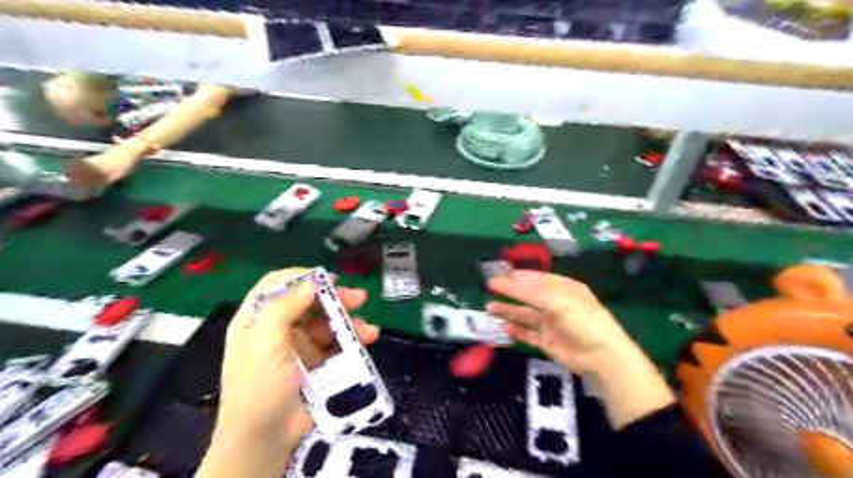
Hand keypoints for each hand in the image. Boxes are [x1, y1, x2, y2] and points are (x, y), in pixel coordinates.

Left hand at [199, 268, 378, 477]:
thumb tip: (310, 283)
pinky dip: (352, 340)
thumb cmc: (259, 389)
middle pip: (307, 303)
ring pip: (326, 323)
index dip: (301, 278)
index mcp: (256, 321)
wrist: (266, 441)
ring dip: (348, 322)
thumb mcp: (265, 345)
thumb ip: (284, 309)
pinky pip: (336, 344)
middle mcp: (277, 329)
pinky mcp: (315, 364)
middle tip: (358, 298)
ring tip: (368, 329)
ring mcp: (298, 347)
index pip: (276, 285)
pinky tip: (368, 340)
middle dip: (334, 299)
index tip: (327, 280)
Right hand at [486, 270, 638, 376]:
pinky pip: (529, 334)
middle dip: (509, 292)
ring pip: (525, 315)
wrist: (601, 356)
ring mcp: (552, 324)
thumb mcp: (556, 299)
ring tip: (489, 309)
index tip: (497, 275)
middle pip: (528, 295)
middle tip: (489, 288)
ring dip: (508, 311)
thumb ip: (530, 291)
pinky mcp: (548, 342)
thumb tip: (507, 280)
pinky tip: (505, 328)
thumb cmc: (581, 319)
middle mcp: (556, 304)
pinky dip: (517, 331)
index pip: (536, 279)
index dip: (516, 276)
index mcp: (563, 288)